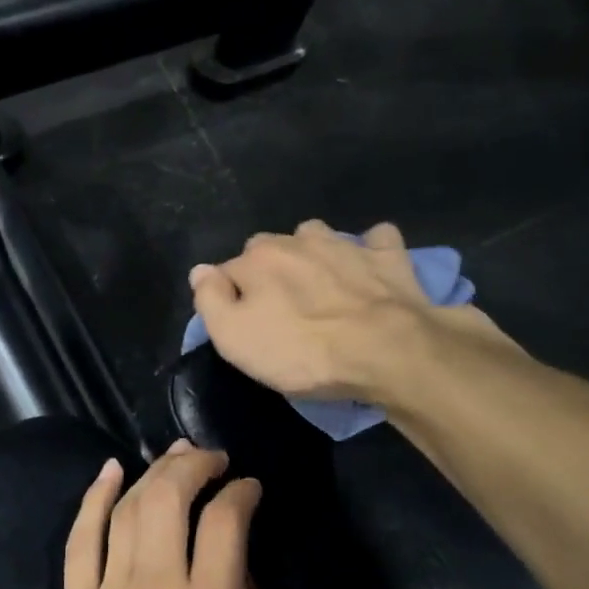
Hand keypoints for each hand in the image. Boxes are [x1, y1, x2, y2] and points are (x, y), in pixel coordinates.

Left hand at [38, 443, 297, 588]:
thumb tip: (256, 582)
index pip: (227, 522)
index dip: (242, 493)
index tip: (251, 490)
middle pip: (169, 497)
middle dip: (195, 465)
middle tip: (212, 459)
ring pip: (125, 509)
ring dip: (151, 473)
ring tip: (173, 458)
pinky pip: (79, 541)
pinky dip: (94, 499)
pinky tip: (109, 473)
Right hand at [190, 219, 513, 402]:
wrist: (386, 352)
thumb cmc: (303, 352)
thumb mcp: (235, 339)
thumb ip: (210, 301)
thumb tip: (200, 271)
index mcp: (258, 259)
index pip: (229, 270)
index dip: (231, 297)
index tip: (243, 324)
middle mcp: (298, 240)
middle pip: (271, 249)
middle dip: (271, 270)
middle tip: (281, 309)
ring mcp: (346, 244)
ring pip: (319, 237)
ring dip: (315, 254)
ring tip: (321, 285)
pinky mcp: (388, 256)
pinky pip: (376, 239)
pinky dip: (371, 249)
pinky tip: (370, 268)